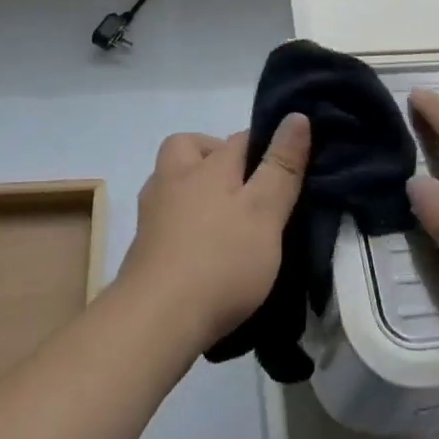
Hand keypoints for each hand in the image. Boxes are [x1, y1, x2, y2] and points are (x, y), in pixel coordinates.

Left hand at [116, 116, 310, 352]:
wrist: (154, 323)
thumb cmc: (219, 261)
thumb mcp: (264, 212)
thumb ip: (281, 166)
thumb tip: (296, 115)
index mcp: (206, 166)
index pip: (240, 138)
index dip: (264, 145)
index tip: (285, 165)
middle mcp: (173, 179)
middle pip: (190, 148)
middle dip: (214, 156)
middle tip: (243, 187)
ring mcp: (152, 214)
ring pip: (174, 182)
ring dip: (195, 190)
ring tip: (225, 220)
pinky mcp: (142, 248)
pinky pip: (166, 219)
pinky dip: (183, 224)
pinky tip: (201, 249)